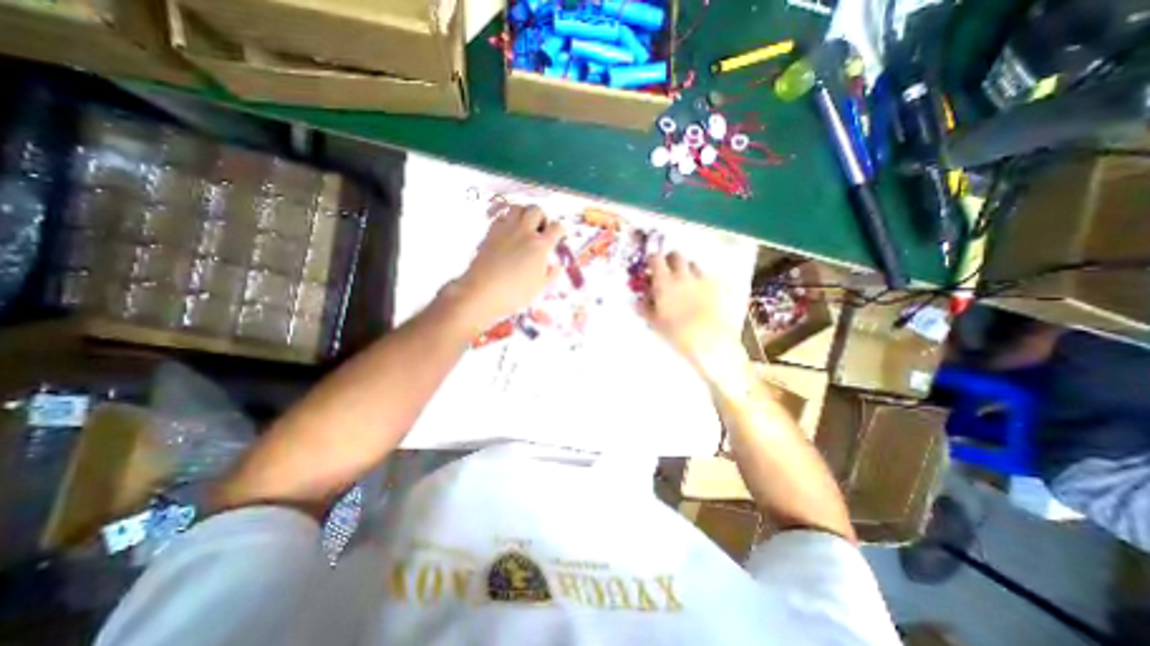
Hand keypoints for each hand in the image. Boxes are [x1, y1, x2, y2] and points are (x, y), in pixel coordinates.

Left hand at [442, 205, 564, 329]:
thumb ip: (552, 273)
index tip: (560, 234)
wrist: (484, 291)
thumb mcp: (540, 286)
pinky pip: (501, 216)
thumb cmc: (516, 292)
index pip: (556, 227)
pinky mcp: (491, 232)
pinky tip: (508, 231)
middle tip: (541, 231)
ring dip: (524, 213)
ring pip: (518, 207)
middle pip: (536, 210)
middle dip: (542, 217)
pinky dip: (507, 219)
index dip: (561, 229)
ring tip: (524, 226)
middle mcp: (525, 232)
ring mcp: (506, 229)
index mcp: (541, 245)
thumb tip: (558, 265)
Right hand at [639, 253, 745, 383]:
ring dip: (686, 268)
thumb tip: (639, 300)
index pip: (656, 258)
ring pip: (693, 263)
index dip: (651, 260)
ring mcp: (702, 279)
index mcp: (664, 282)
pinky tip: (699, 292)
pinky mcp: (716, 287)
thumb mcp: (654, 322)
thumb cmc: (676, 333)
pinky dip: (700, 279)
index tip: (649, 267)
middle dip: (669, 260)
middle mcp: (683, 275)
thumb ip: (644, 308)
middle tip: (666, 271)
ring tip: (683, 282)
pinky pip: (706, 276)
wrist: (709, 340)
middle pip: (676, 255)